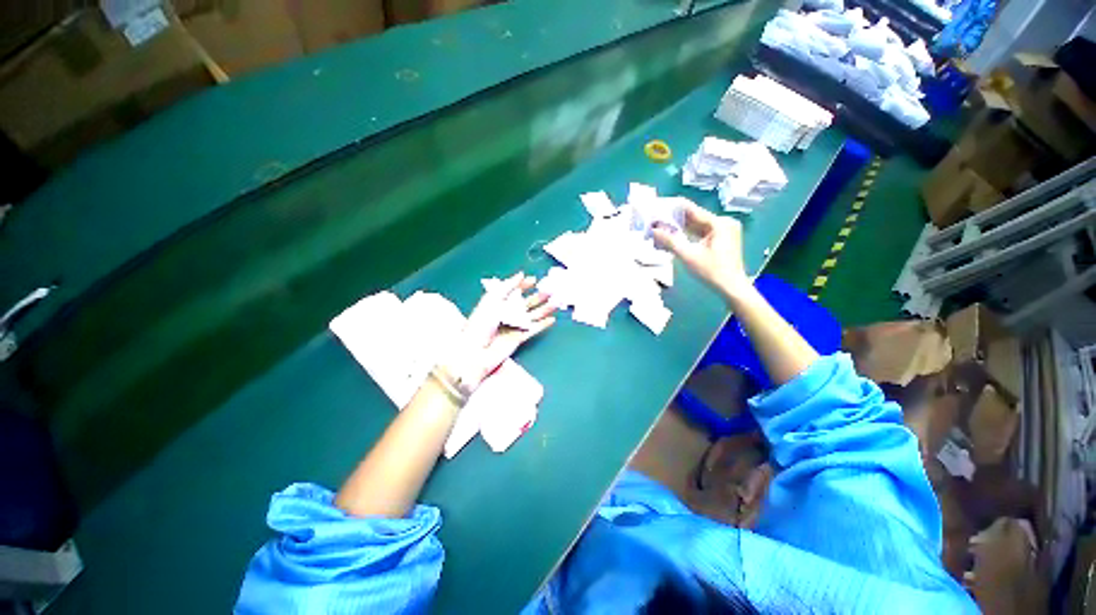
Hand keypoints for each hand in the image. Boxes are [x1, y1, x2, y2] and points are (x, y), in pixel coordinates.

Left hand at [443, 273, 555, 389]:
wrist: (476, 351)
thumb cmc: (480, 322)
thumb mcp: (492, 299)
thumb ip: (507, 286)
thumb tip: (520, 274)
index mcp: (498, 302)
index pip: (513, 291)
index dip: (524, 285)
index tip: (535, 280)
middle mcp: (508, 313)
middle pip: (526, 303)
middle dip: (539, 296)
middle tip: (551, 290)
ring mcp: (514, 325)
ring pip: (533, 315)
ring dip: (545, 309)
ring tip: (557, 302)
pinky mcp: (519, 337)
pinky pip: (534, 329)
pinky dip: (543, 324)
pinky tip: (552, 319)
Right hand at [652, 202, 749, 297]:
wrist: (731, 287)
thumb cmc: (711, 271)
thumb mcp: (688, 256)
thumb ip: (670, 241)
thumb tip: (653, 230)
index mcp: (718, 223)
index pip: (691, 209)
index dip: (673, 207)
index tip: (657, 206)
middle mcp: (723, 222)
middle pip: (694, 217)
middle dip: (675, 219)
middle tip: (656, 220)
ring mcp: (724, 230)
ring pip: (697, 225)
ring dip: (680, 228)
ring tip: (661, 228)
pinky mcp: (722, 238)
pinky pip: (701, 232)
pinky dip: (688, 235)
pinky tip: (674, 236)